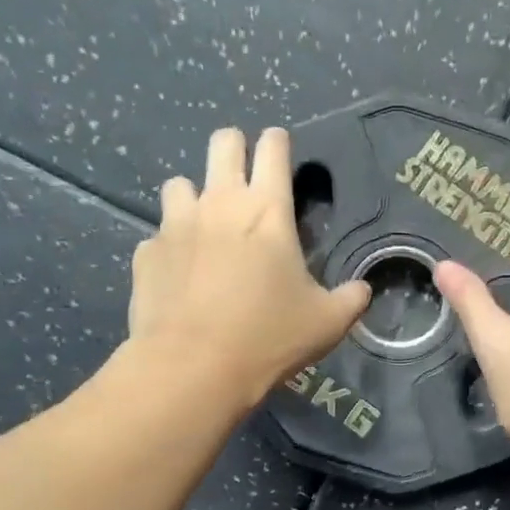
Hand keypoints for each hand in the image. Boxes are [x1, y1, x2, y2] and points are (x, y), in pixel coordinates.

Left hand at [129, 127, 369, 406]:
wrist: (192, 367)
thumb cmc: (268, 338)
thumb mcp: (327, 323)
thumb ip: (350, 299)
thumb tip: (362, 290)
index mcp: (268, 211)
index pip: (273, 148)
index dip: (278, 142)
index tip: (280, 151)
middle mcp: (220, 203)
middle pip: (222, 143)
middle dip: (234, 148)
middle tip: (243, 178)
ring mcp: (176, 224)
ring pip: (180, 183)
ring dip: (194, 196)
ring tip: (204, 225)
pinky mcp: (147, 252)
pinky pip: (158, 234)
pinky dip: (170, 245)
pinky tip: (179, 272)